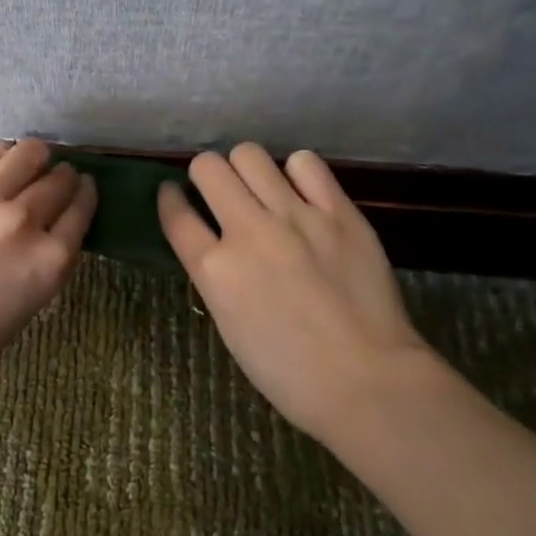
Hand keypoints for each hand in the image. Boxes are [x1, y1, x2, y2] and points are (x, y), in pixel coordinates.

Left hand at [0, 139, 97, 391]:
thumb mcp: (30, 302)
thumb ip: (49, 258)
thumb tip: (55, 223)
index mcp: (49, 260)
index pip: (82, 209)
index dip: (86, 194)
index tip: (84, 187)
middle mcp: (23, 220)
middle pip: (60, 180)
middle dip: (64, 177)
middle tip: (56, 179)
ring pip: (29, 153)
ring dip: (36, 158)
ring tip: (28, 164)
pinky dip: (2, 156)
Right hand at [157, 144, 442, 439]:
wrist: (367, 381)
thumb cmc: (290, 373)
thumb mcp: (230, 325)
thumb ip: (216, 276)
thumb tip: (216, 244)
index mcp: (214, 269)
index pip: (175, 213)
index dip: (169, 198)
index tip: (174, 194)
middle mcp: (247, 232)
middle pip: (208, 168)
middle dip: (206, 174)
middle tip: (220, 190)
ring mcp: (295, 217)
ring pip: (250, 154)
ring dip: (246, 168)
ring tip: (260, 186)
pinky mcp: (338, 211)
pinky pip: (305, 163)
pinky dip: (296, 172)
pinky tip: (302, 191)